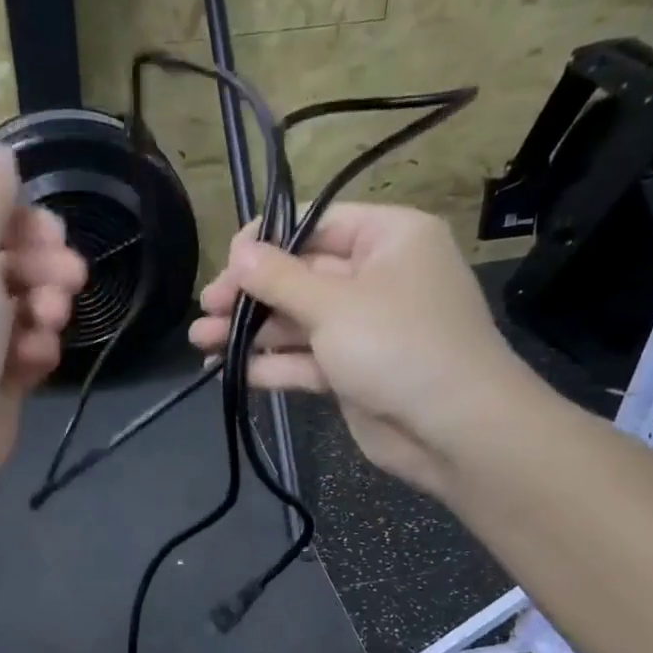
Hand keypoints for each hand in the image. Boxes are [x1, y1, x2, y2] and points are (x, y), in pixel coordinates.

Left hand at [0, 147, 85, 497]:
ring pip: (29, 310)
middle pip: (14, 264)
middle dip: (46, 270)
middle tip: (72, 280)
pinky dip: (37, 353)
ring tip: (49, 325)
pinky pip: (30, 353)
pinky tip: (34, 363)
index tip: (58, 235)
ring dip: (46, 311)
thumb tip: (1, 152)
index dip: (27, 225)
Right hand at [191, 205, 534, 494]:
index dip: (267, 241)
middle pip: (301, 275)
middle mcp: (376, 277)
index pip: (317, 224)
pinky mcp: (353, 372)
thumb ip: (279, 278)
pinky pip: (306, 359)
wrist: (453, 428)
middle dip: (251, 294)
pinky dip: (272, 364)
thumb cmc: (398, 345)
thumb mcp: (333, 304)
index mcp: (387, 239)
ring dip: (250, 331)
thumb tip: (238, 251)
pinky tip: (229, 370)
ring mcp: (364, 328)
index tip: (226, 262)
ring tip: (200, 341)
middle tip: (206, 308)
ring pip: (298, 321)